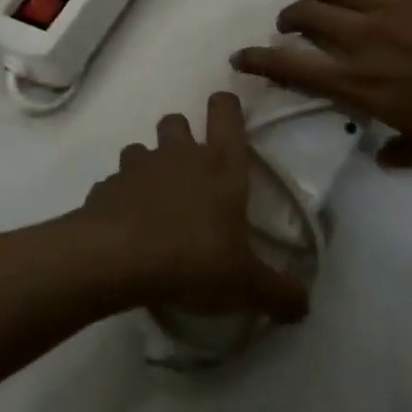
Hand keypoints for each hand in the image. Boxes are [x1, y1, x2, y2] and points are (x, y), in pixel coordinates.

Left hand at [77, 92, 308, 322]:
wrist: (116, 259)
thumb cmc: (192, 259)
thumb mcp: (245, 285)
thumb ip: (279, 293)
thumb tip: (304, 304)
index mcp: (220, 165)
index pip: (225, 111)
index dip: (225, 107)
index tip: (226, 118)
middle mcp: (179, 154)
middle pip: (176, 120)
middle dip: (181, 137)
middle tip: (189, 173)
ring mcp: (138, 166)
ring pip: (141, 148)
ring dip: (147, 167)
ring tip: (153, 202)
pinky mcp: (106, 186)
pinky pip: (114, 183)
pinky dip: (120, 198)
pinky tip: (125, 227)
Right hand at [232, 0, 411, 169]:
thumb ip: (399, 152)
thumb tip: (383, 157)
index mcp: (357, 80)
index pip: (292, 66)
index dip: (260, 60)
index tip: (240, 57)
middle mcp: (362, 37)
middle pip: (308, 15)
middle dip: (289, 16)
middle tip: (289, 22)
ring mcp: (390, 6)